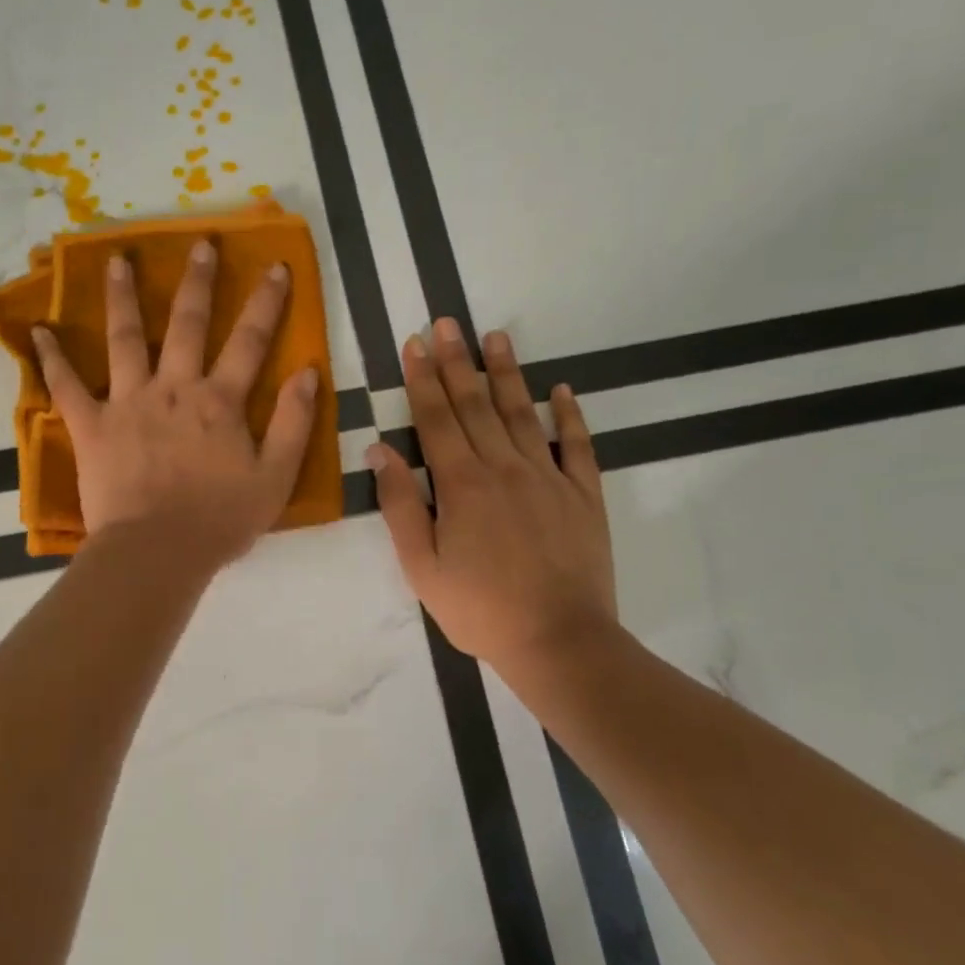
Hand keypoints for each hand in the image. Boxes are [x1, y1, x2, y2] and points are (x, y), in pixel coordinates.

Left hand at [31, 240, 318, 569]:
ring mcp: (129, 402)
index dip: (267, 302)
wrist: (157, 553)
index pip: (251, 341)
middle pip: (188, 324)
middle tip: (201, 243)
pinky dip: (52, 359)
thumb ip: (294, 423)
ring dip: (123, 296)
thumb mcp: (275, 477)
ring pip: (126, 338)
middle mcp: (175, 388)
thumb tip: (309, 372)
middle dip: (198, 281)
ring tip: (117, 259)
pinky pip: (67, 387)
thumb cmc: (219, 520)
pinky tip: (39, 331)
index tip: (275, 265)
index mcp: (220, 401)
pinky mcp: (92, 425)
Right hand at [368, 318, 617, 668]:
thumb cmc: (479, 608)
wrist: (559, 642)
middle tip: (448, 322)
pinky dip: (570, 415)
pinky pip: (577, 446)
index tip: (415, 343)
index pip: (436, 418)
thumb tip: (380, 450)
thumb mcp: (421, 566)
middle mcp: (505, 467)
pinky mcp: (584, 495)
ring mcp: (549, 478)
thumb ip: (400, 504)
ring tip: (496, 336)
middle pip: (476, 404)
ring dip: (507, 373)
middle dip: (458, 361)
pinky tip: (562, 389)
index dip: (423, 378)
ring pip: (523, 413)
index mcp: (462, 483)